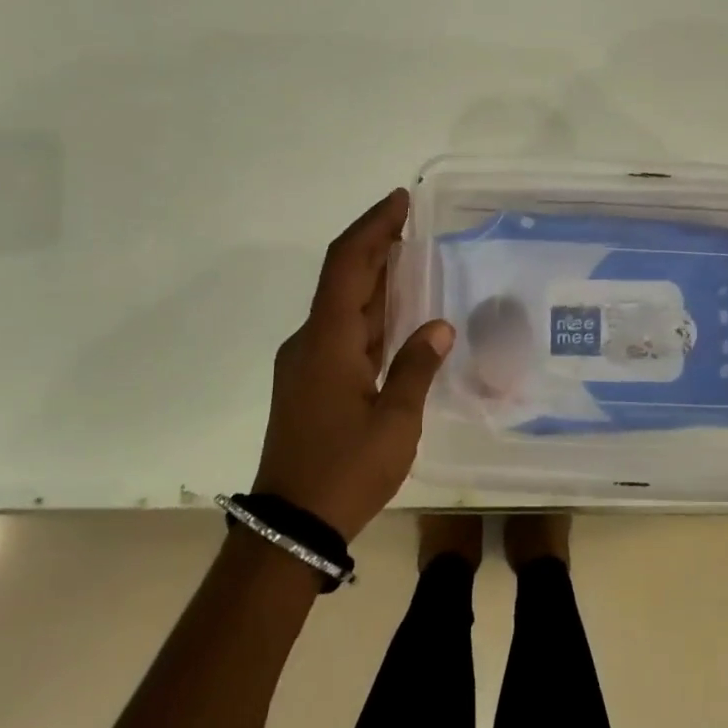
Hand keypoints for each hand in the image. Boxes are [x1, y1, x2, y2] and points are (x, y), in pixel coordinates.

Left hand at [253, 189, 455, 542]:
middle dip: (375, 244)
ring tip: (410, 258)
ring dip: (372, 278)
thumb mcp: (395, 421)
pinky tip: (395, 315)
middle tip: (412, 221)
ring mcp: (306, 362)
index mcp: (328, 340)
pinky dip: (368, 312)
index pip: (348, 263)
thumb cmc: (345, 471)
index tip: (400, 201)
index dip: (373, 226)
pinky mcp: (309, 382)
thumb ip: (416, 367)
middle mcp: (311, 340)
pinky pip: (341, 331)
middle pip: (342, 277)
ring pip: (342, 305)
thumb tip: (438, 326)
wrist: (290, 526)